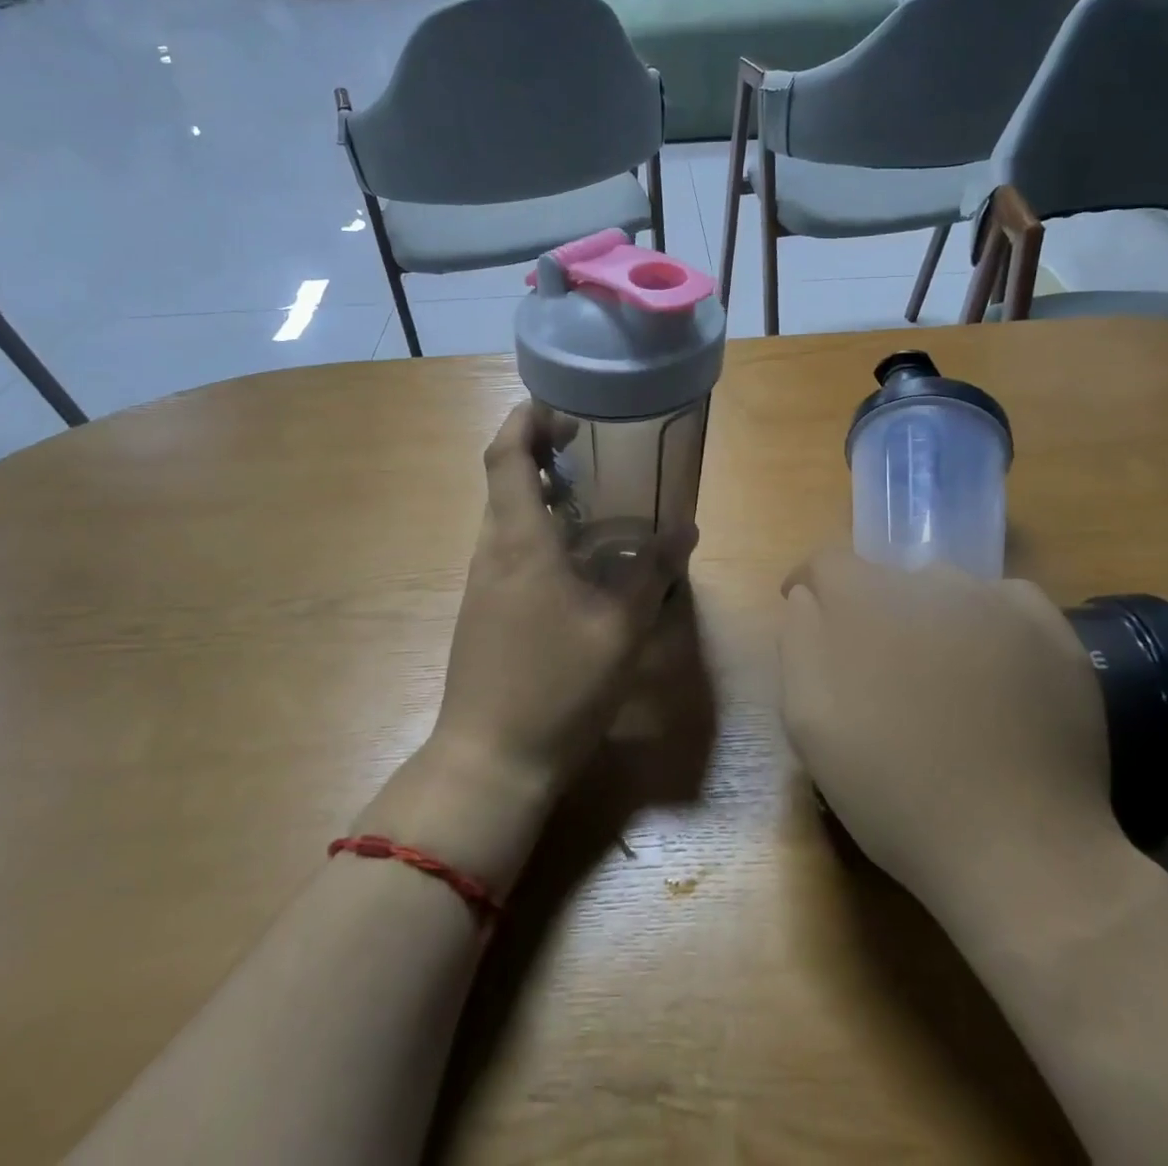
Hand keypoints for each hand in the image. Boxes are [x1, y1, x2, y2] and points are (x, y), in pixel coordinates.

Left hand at [433, 403, 696, 799]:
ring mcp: (484, 581)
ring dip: (540, 490)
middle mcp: (492, 550)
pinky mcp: (485, 607)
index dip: (526, 419)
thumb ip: (651, 574)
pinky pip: (509, 547)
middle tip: (590, 444)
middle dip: (539, 449)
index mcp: (519, 541)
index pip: (505, 455)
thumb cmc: (556, 686)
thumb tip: (684, 529)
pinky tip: (578, 554)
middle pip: (503, 478)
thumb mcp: (619, 630)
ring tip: (593, 493)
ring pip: (506, 514)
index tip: (562, 406)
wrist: (490, 760)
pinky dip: (539, 528)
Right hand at [780, 550, 1119, 925]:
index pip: (827, 562)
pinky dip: (988, 625)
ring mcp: (998, 602)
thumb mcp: (808, 719)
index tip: (807, 615)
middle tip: (879, 672)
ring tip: (939, 681)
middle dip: (872, 613)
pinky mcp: (1051, 631)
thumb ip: (799, 641)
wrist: (1018, 848)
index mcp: (865, 600)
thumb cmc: (893, 788)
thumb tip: (806, 597)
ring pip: (945, 591)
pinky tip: (994, 675)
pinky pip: (1004, 604)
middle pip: (886, 579)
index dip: (810, 586)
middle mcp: (931, 581)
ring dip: (929, 619)